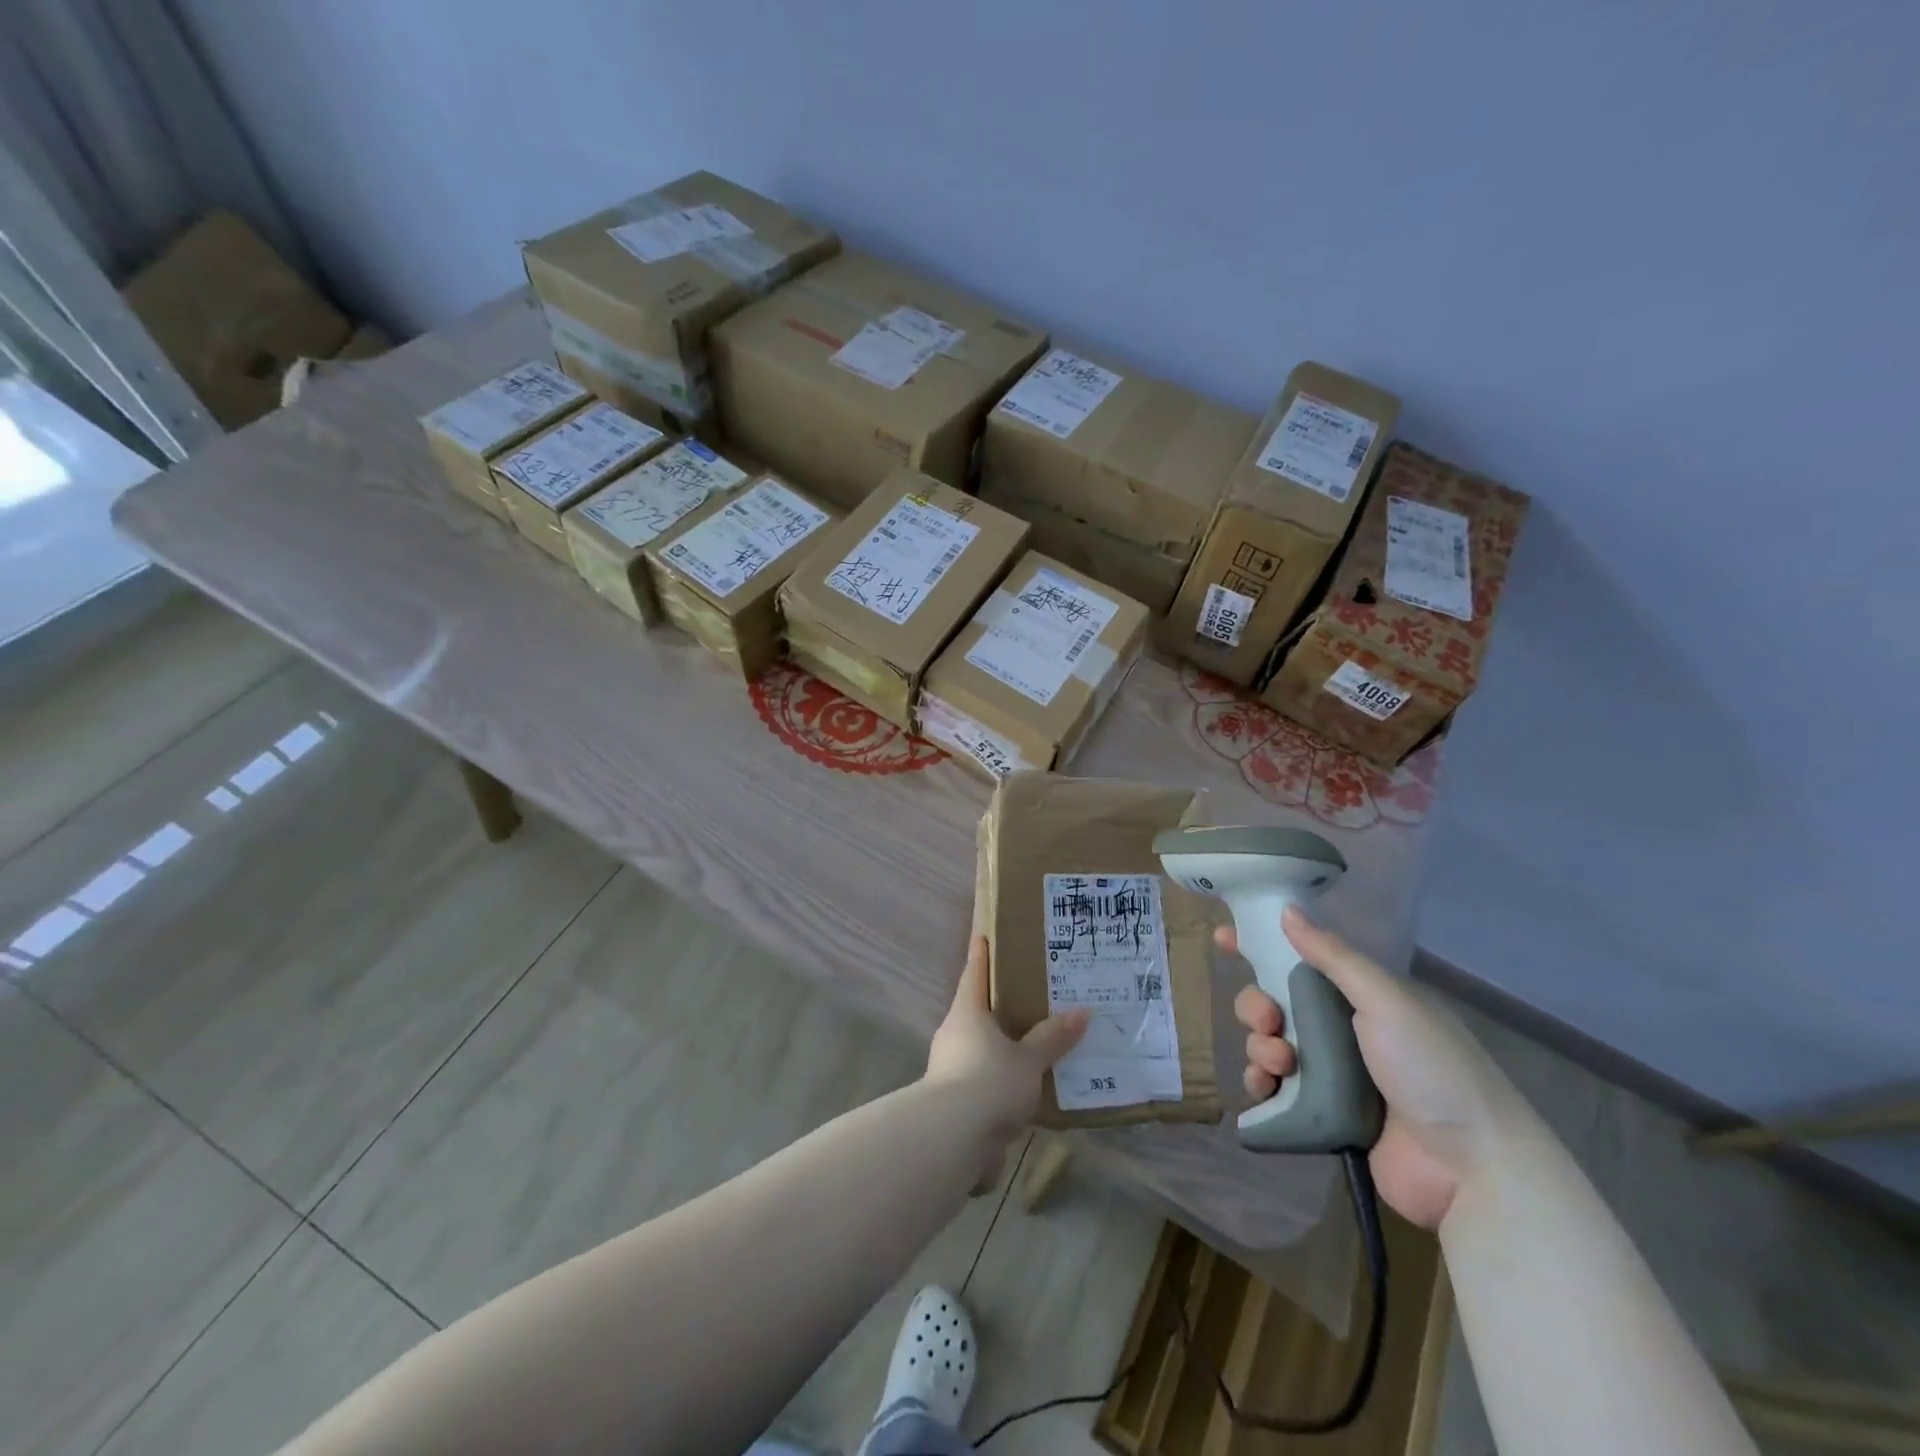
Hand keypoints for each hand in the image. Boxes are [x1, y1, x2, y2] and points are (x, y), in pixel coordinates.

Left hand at [927, 936, 1089, 1141]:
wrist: (952, 1140)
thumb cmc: (989, 1082)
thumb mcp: (1028, 1060)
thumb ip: (1053, 1038)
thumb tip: (1082, 1011)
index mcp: (967, 1013)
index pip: (974, 975)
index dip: (980, 955)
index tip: (982, 936)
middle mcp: (953, 1035)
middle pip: (976, 1012)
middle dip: (996, 1005)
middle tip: (1026, 995)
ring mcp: (949, 1070)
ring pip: (979, 1048)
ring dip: (1001, 1047)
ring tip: (1033, 1044)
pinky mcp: (954, 1103)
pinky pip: (983, 1081)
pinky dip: (1001, 1080)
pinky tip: (1025, 1088)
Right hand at [1223, 908, 1535, 1229]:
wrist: (1471, 1168)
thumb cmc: (1432, 1068)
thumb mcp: (1386, 1000)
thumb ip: (1334, 956)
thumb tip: (1287, 910)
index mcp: (1362, 997)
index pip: (1304, 959)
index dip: (1262, 947)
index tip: (1224, 939)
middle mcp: (1344, 1030)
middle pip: (1277, 1004)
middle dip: (1258, 1006)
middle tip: (1268, 1020)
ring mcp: (1333, 1075)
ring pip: (1271, 1045)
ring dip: (1261, 1048)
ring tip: (1281, 1065)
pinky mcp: (1323, 1116)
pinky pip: (1276, 1091)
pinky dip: (1262, 1086)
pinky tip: (1265, 1090)